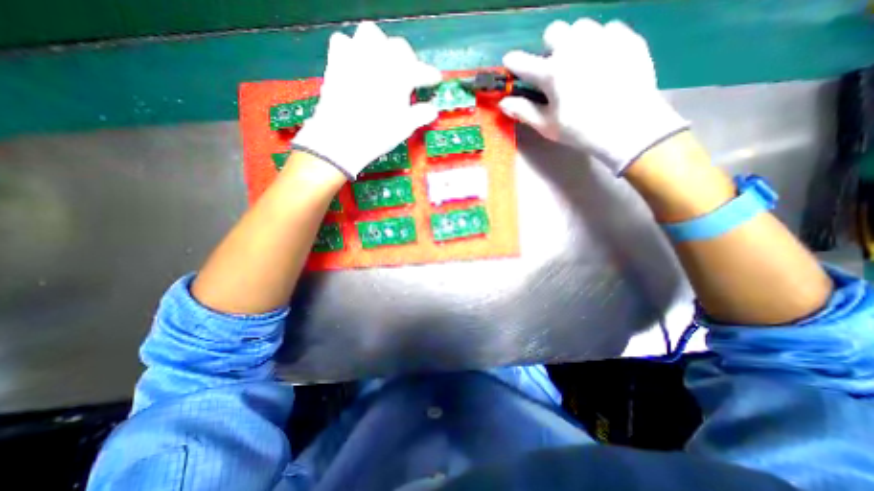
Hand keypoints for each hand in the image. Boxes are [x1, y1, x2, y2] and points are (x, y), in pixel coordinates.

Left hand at [294, 22, 444, 177]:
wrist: (342, 138)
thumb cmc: (378, 134)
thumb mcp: (405, 127)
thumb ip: (420, 114)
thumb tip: (433, 110)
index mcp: (400, 75)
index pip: (421, 70)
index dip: (430, 75)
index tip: (435, 79)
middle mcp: (379, 58)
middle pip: (398, 47)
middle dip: (407, 59)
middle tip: (408, 76)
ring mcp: (356, 56)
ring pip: (370, 34)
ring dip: (380, 46)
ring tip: (382, 64)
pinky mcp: (336, 61)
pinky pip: (344, 42)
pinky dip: (352, 49)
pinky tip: (356, 64)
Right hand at [498, 20, 688, 176]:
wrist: (629, 127)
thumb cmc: (581, 131)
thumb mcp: (547, 126)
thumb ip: (524, 111)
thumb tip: (503, 102)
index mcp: (552, 73)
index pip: (523, 62)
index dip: (513, 62)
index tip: (510, 63)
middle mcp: (574, 48)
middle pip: (554, 31)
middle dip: (550, 46)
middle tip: (555, 66)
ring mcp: (603, 39)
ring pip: (581, 27)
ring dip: (575, 41)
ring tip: (581, 62)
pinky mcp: (627, 38)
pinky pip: (608, 30)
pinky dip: (601, 43)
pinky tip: (605, 62)